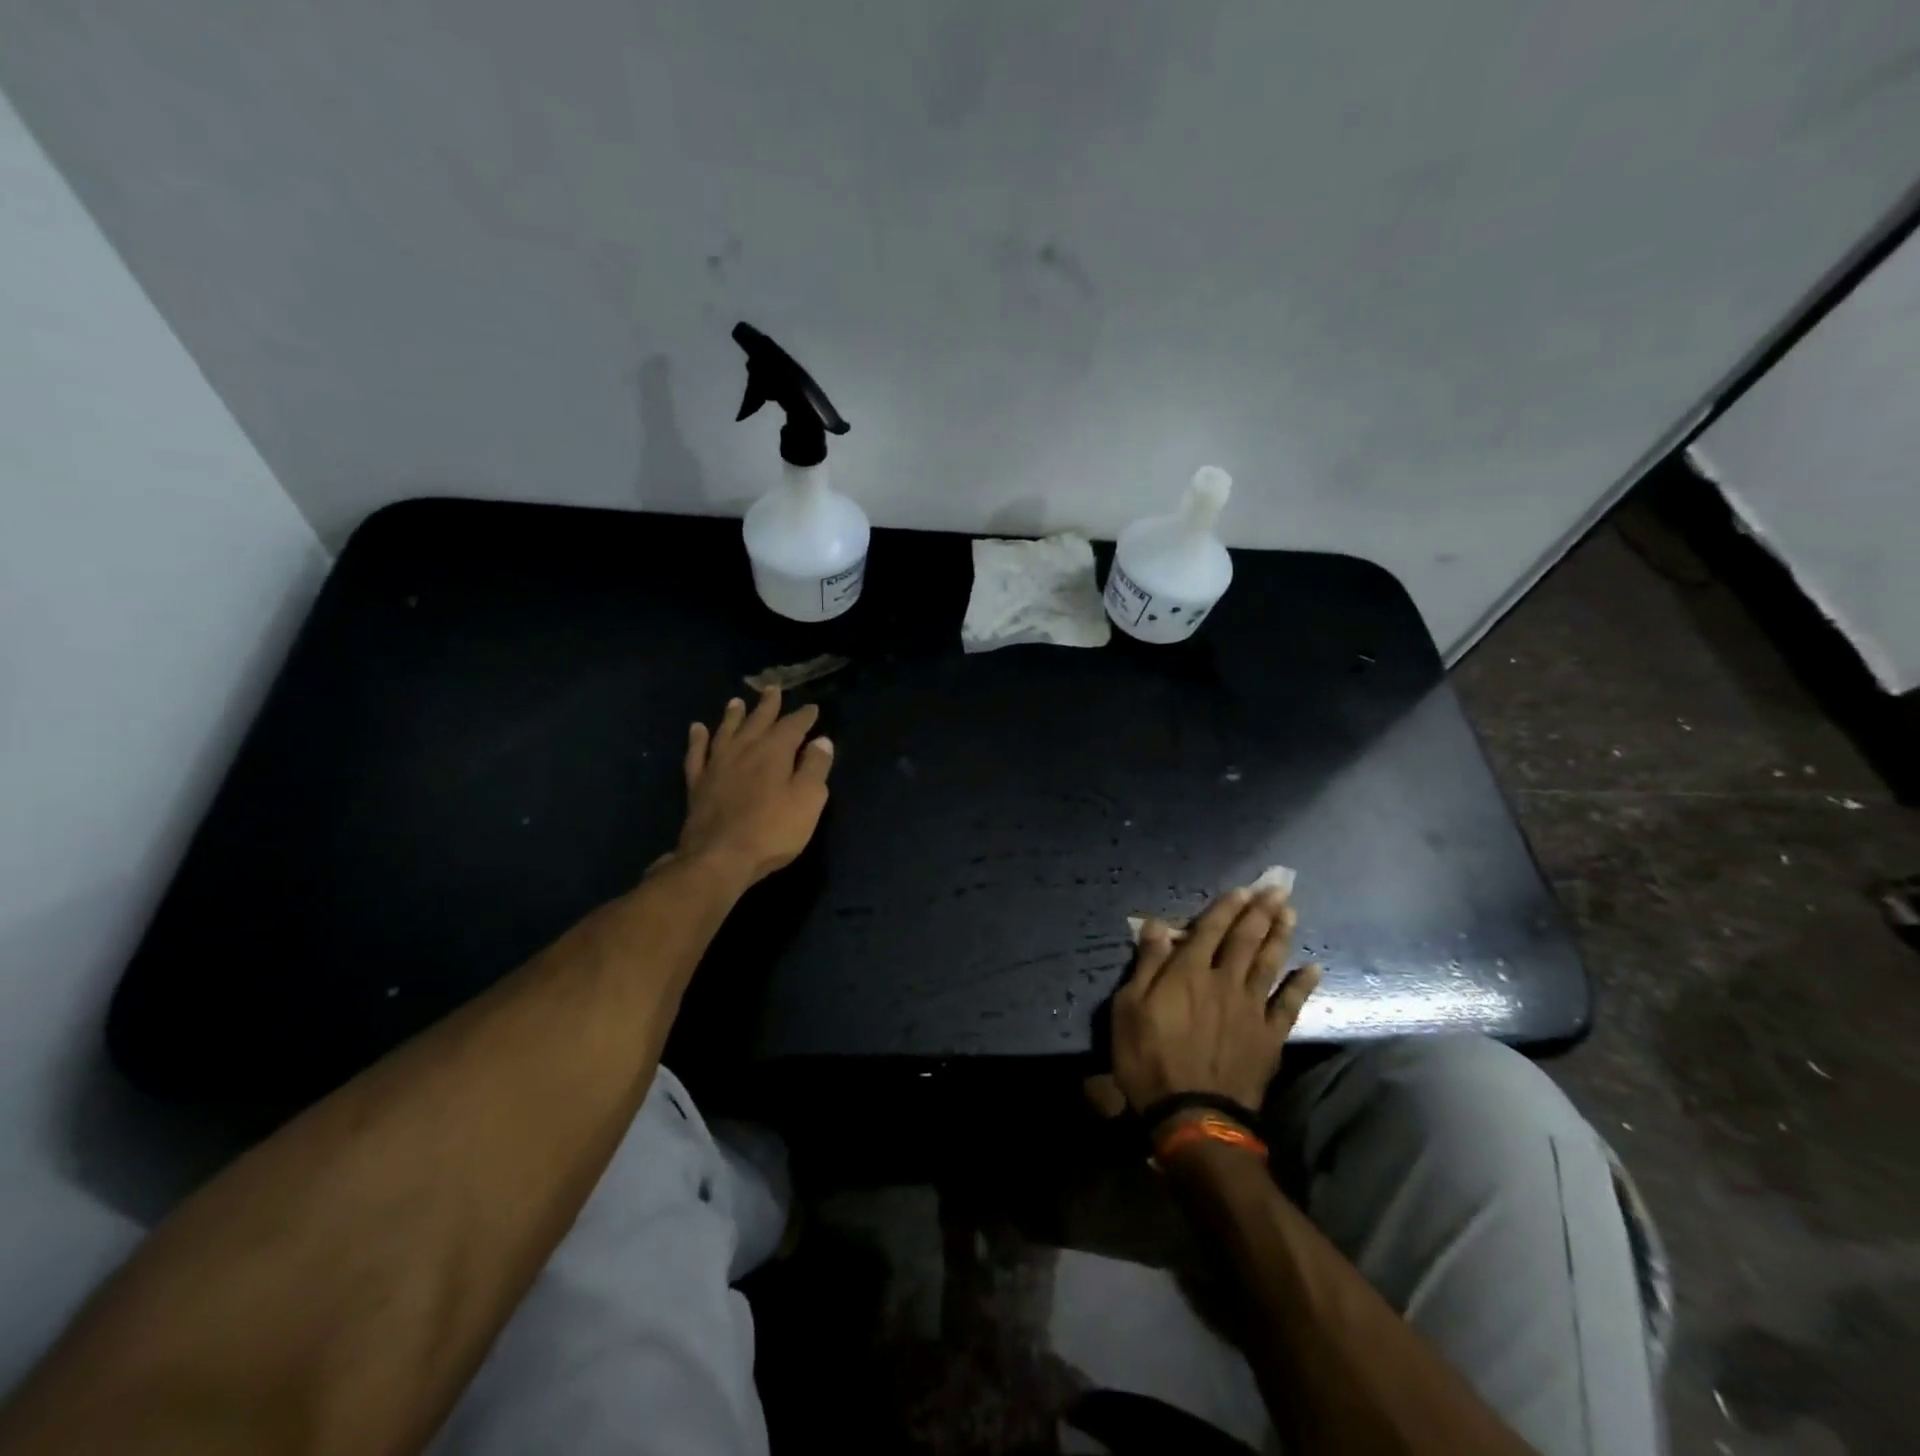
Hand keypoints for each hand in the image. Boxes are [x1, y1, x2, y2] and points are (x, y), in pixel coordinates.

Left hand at [673, 687, 833, 885]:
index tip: (812, 708)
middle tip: (772, 689)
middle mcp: (744, 749)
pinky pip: (697, 753)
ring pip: (726, 731)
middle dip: (768, 705)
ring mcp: (717, 765)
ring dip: (733, 715)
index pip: (793, 726)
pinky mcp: (698, 783)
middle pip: (758, 720)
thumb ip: (816, 768)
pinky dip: (698, 739)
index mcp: (774, 751)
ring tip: (736, 701)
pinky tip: (697, 729)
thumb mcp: (808, 800)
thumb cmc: (773, 830)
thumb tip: (822, 741)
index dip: (804, 716)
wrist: (720, 858)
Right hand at [1111, 887, 1321, 1112]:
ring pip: (1269, 964)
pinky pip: (1290, 1006)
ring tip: (1291, 913)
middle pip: (1245, 940)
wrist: (1192, 1116)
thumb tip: (1156, 924)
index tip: (1242, 888)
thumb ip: (1147, 964)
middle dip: (1260, 912)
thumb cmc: (1149, 1059)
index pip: (1209, 930)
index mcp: (1188, 973)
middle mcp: (1224, 982)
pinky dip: (1302, 986)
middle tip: (1277, 888)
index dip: (1226, 907)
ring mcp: (1251, 1009)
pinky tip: (1313, 969)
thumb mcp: (1129, 1009)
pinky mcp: (1269, 1037)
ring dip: (1280, 936)